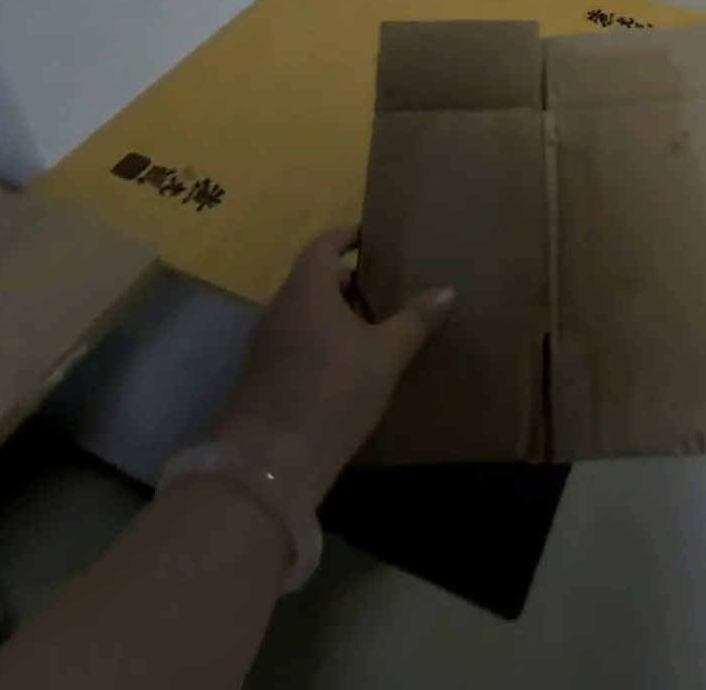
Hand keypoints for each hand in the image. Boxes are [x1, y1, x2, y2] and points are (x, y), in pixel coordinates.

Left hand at [212, 226, 452, 509]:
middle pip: (312, 278)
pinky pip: (292, 340)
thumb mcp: (386, 355)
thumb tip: (447, 292)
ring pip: (302, 311)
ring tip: (368, 326)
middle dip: (345, 279)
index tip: (369, 236)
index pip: (323, 245)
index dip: (346, 236)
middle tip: (380, 286)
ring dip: (331, 311)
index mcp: (307, 289)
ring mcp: (264, 345)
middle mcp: (280, 308)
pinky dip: (317, 338)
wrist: (266, 469)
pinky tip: (343, 365)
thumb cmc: (332, 392)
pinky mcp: (258, 378)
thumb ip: (415, 320)